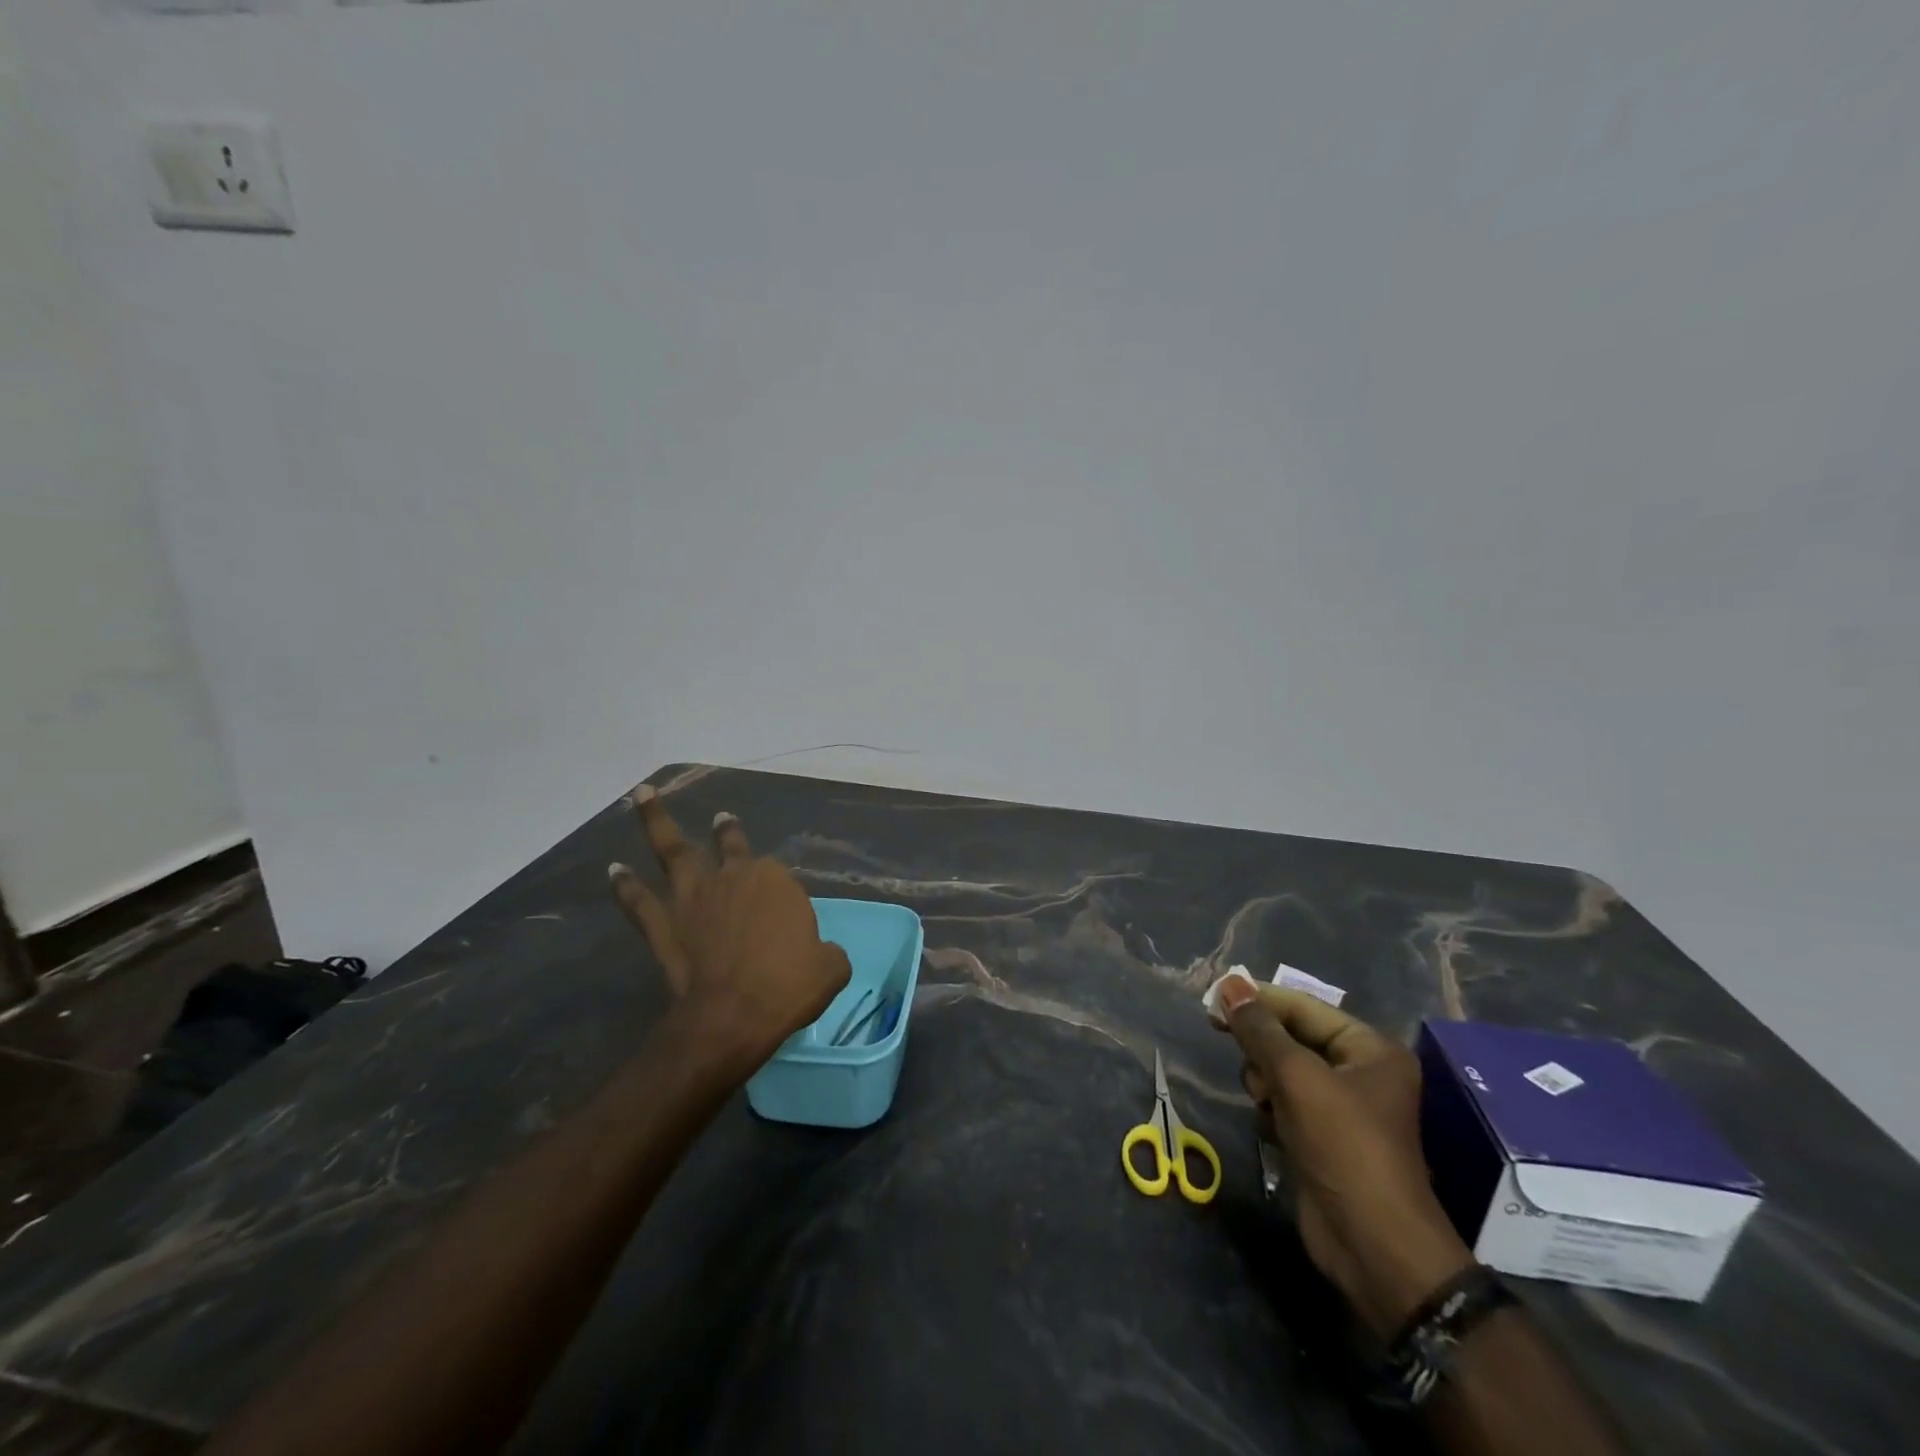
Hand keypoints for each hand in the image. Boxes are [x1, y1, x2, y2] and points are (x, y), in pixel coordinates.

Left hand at [610, 787, 849, 1080]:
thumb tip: (823, 953)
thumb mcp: (831, 968)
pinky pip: (638, 900)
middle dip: (727, 831)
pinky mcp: (662, 924)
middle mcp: (732, 877)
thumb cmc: (787, 987)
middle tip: (722, 818)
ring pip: (673, 851)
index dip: (780, 892)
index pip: (777, 875)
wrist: (731, 1016)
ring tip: (644, 796)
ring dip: (657, 822)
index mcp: (775, 881)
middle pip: (729, 846)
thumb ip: (828, 951)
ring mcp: (693, 897)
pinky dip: (624, 885)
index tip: (786, 917)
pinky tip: (613, 869)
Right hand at [1216, 978, 1472, 1337]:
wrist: (1373, 1246)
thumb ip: (1260, 1030)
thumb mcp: (1297, 1078)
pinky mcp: (1322, 1137)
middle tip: (1232, 1049)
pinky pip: (1284, 1102)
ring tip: (1263, 1101)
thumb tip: (1229, 984)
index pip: (1302, 1007)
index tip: (1211, 999)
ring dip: (1264, 1080)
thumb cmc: (1344, 1147)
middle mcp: (1359, 1072)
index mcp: (1369, 1049)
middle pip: (1291, 1037)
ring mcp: (1341, 1107)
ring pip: (1282, 1070)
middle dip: (1262, 1047)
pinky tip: (1269, 1124)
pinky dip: (1271, 1108)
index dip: (1257, 1000)